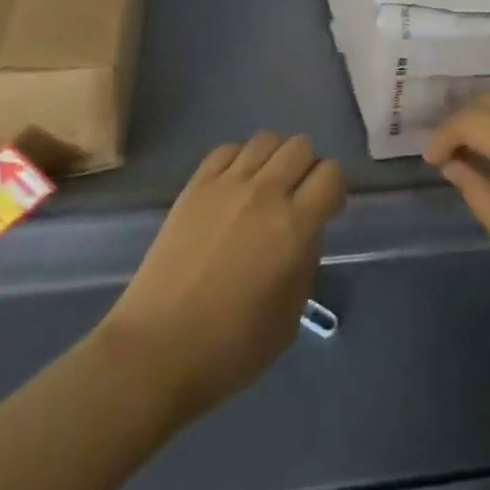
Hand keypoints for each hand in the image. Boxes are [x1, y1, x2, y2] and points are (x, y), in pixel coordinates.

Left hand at [97, 132, 344, 420]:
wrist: (155, 350)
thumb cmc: (228, 349)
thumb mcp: (288, 319)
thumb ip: (305, 264)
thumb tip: (305, 231)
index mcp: (292, 228)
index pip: (330, 175)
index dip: (334, 190)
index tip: (326, 211)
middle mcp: (264, 193)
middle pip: (300, 146)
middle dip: (308, 167)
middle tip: (297, 197)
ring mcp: (226, 184)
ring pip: (267, 139)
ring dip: (275, 158)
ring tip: (266, 187)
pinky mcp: (196, 184)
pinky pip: (229, 148)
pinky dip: (241, 158)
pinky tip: (235, 185)